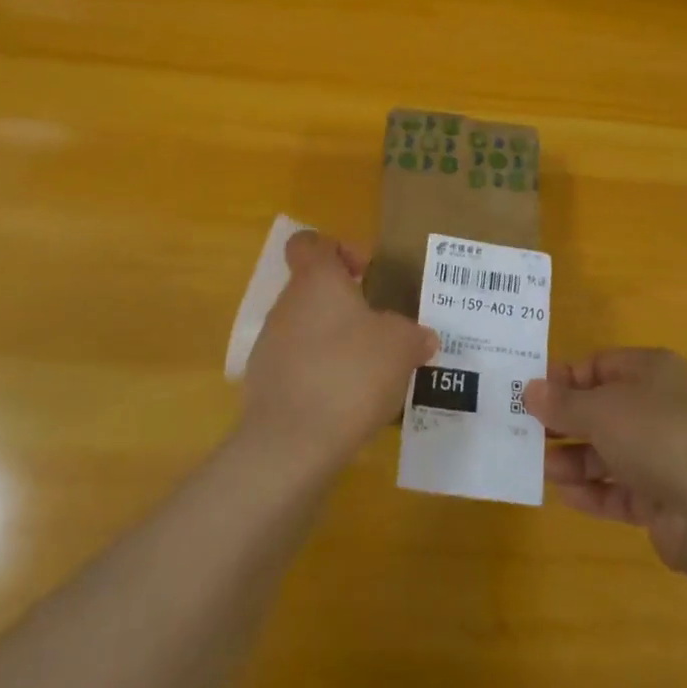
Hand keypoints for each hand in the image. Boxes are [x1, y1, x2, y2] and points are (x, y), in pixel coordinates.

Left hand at [240, 229, 438, 471]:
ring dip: (332, 342)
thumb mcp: (401, 347)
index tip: (364, 273)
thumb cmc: (351, 373)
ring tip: (367, 371)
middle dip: (344, 305)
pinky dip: (318, 376)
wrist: (292, 444)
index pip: (310, 243)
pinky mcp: (263, 386)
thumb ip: (414, 335)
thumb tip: (423, 337)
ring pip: (305, 329)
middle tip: (378, 329)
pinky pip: (296, 367)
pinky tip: (344, 402)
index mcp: (316, 280)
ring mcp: (270, 345)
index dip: (337, 249)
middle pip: (312, 288)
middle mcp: (287, 304)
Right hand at [525, 348, 686, 571]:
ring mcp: (668, 456)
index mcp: (652, 371)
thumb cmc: (655, 433)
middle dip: (567, 422)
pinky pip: (623, 490)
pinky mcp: (669, 501)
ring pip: (612, 452)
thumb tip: (529, 389)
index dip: (565, 378)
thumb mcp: (599, 409)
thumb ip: (562, 402)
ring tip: (542, 468)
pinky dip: (595, 492)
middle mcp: (662, 407)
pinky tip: (566, 496)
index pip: (601, 365)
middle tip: (529, 433)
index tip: (532, 395)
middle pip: (605, 409)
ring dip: (576, 459)